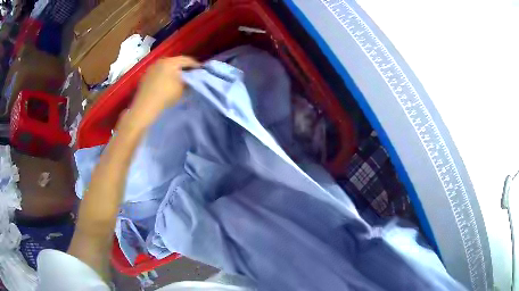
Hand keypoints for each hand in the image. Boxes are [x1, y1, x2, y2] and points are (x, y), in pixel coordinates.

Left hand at [131, 56, 199, 124]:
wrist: (145, 107)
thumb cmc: (166, 95)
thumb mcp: (183, 88)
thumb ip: (190, 80)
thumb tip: (192, 77)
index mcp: (171, 61)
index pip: (187, 60)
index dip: (196, 65)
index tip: (201, 71)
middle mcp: (160, 61)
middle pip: (176, 62)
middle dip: (184, 68)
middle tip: (191, 75)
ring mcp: (151, 68)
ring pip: (166, 67)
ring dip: (173, 72)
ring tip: (178, 80)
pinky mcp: (145, 77)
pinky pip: (158, 73)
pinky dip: (164, 76)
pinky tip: (166, 84)